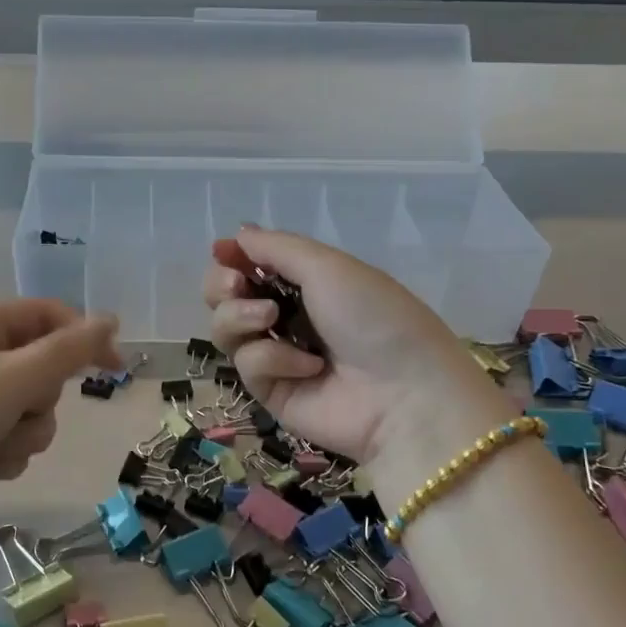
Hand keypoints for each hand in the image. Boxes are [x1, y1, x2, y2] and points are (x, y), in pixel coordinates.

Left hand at [0, 299, 121, 545]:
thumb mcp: (10, 379)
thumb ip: (67, 351)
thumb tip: (110, 319)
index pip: (46, 317)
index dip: (83, 337)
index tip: (116, 367)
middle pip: (43, 370)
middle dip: (38, 400)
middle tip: (12, 409)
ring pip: (32, 413)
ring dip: (20, 434)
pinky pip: (11, 442)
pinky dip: (2, 456)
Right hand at [202, 228, 501, 466]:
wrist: (404, 393)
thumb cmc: (373, 317)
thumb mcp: (329, 267)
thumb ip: (277, 248)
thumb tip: (237, 234)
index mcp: (307, 283)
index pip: (252, 266)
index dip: (232, 257)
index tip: (223, 252)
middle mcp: (287, 316)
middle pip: (226, 298)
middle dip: (221, 286)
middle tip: (236, 285)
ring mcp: (277, 356)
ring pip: (226, 330)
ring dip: (239, 316)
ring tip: (270, 319)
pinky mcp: (271, 392)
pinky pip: (248, 364)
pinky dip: (273, 359)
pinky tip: (309, 367)